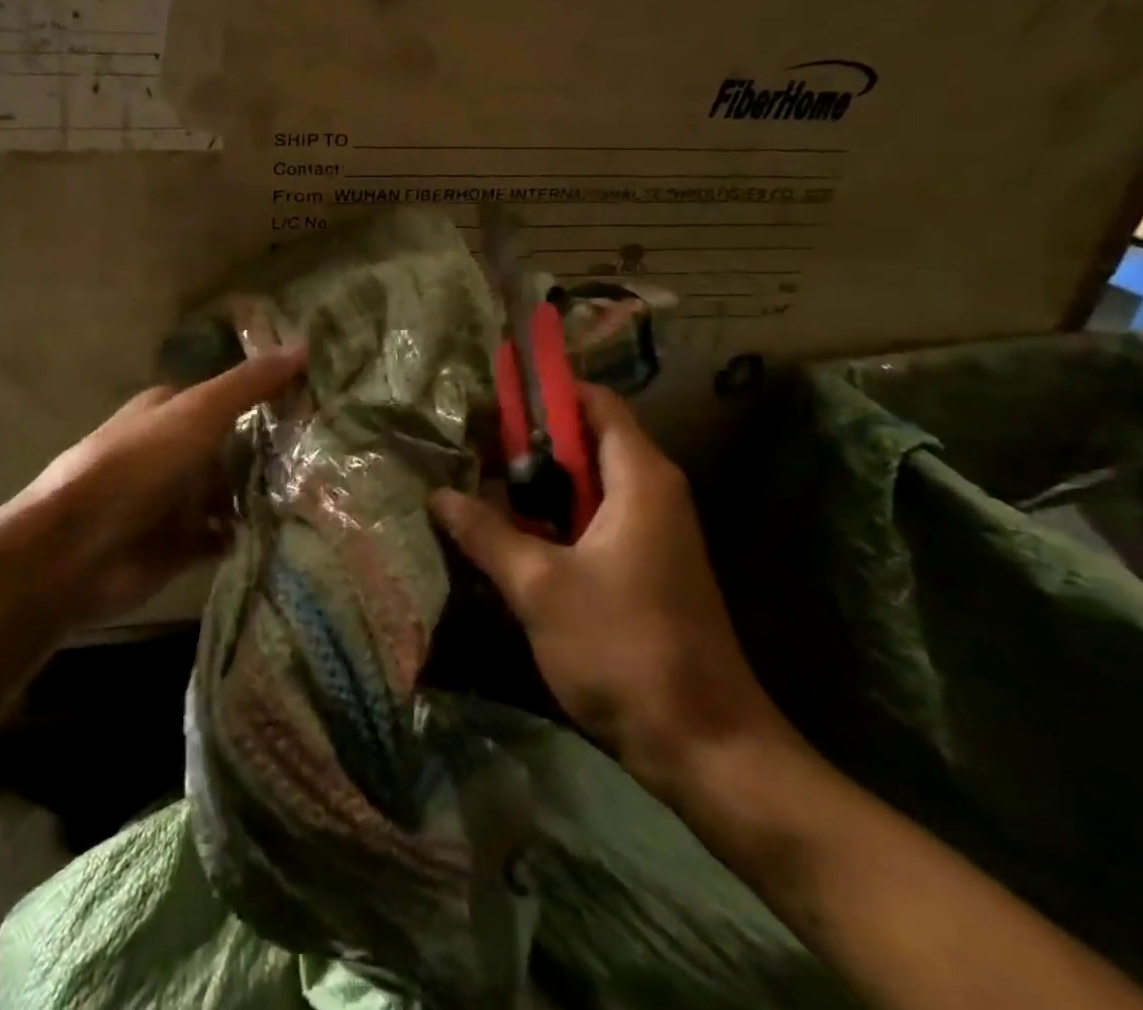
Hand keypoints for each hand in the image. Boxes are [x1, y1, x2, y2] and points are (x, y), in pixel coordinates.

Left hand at [11, 344, 307, 630]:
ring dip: (265, 494)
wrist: (74, 551)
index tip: (321, 400)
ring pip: (233, 491)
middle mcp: (176, 450)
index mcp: (173, 410)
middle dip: (275, 449)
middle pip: (236, 445)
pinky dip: (248, 533)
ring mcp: (177, 498)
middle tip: (334, 452)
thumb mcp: (198, 413)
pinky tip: (288, 532)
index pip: (232, 394)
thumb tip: (306, 345)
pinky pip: (225, 535)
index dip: (271, 395)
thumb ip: (250, 385)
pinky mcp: (180, 544)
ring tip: (321, 493)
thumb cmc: (136, 467)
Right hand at [429, 383, 788, 802]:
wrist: (705, 749)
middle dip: (523, 443)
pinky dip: (548, 520)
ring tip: (471, 488)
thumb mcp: (540, 587)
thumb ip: (486, 533)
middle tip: (465, 450)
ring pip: (581, 485)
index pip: (593, 402)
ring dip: (531, 487)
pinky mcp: (639, 568)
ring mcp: (648, 533)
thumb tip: (437, 495)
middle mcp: (650, 492)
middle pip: (582, 441)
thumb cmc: (625, 648)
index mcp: (640, 477)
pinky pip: (587, 522)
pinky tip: (503, 538)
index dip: (542, 394)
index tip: (486, 402)